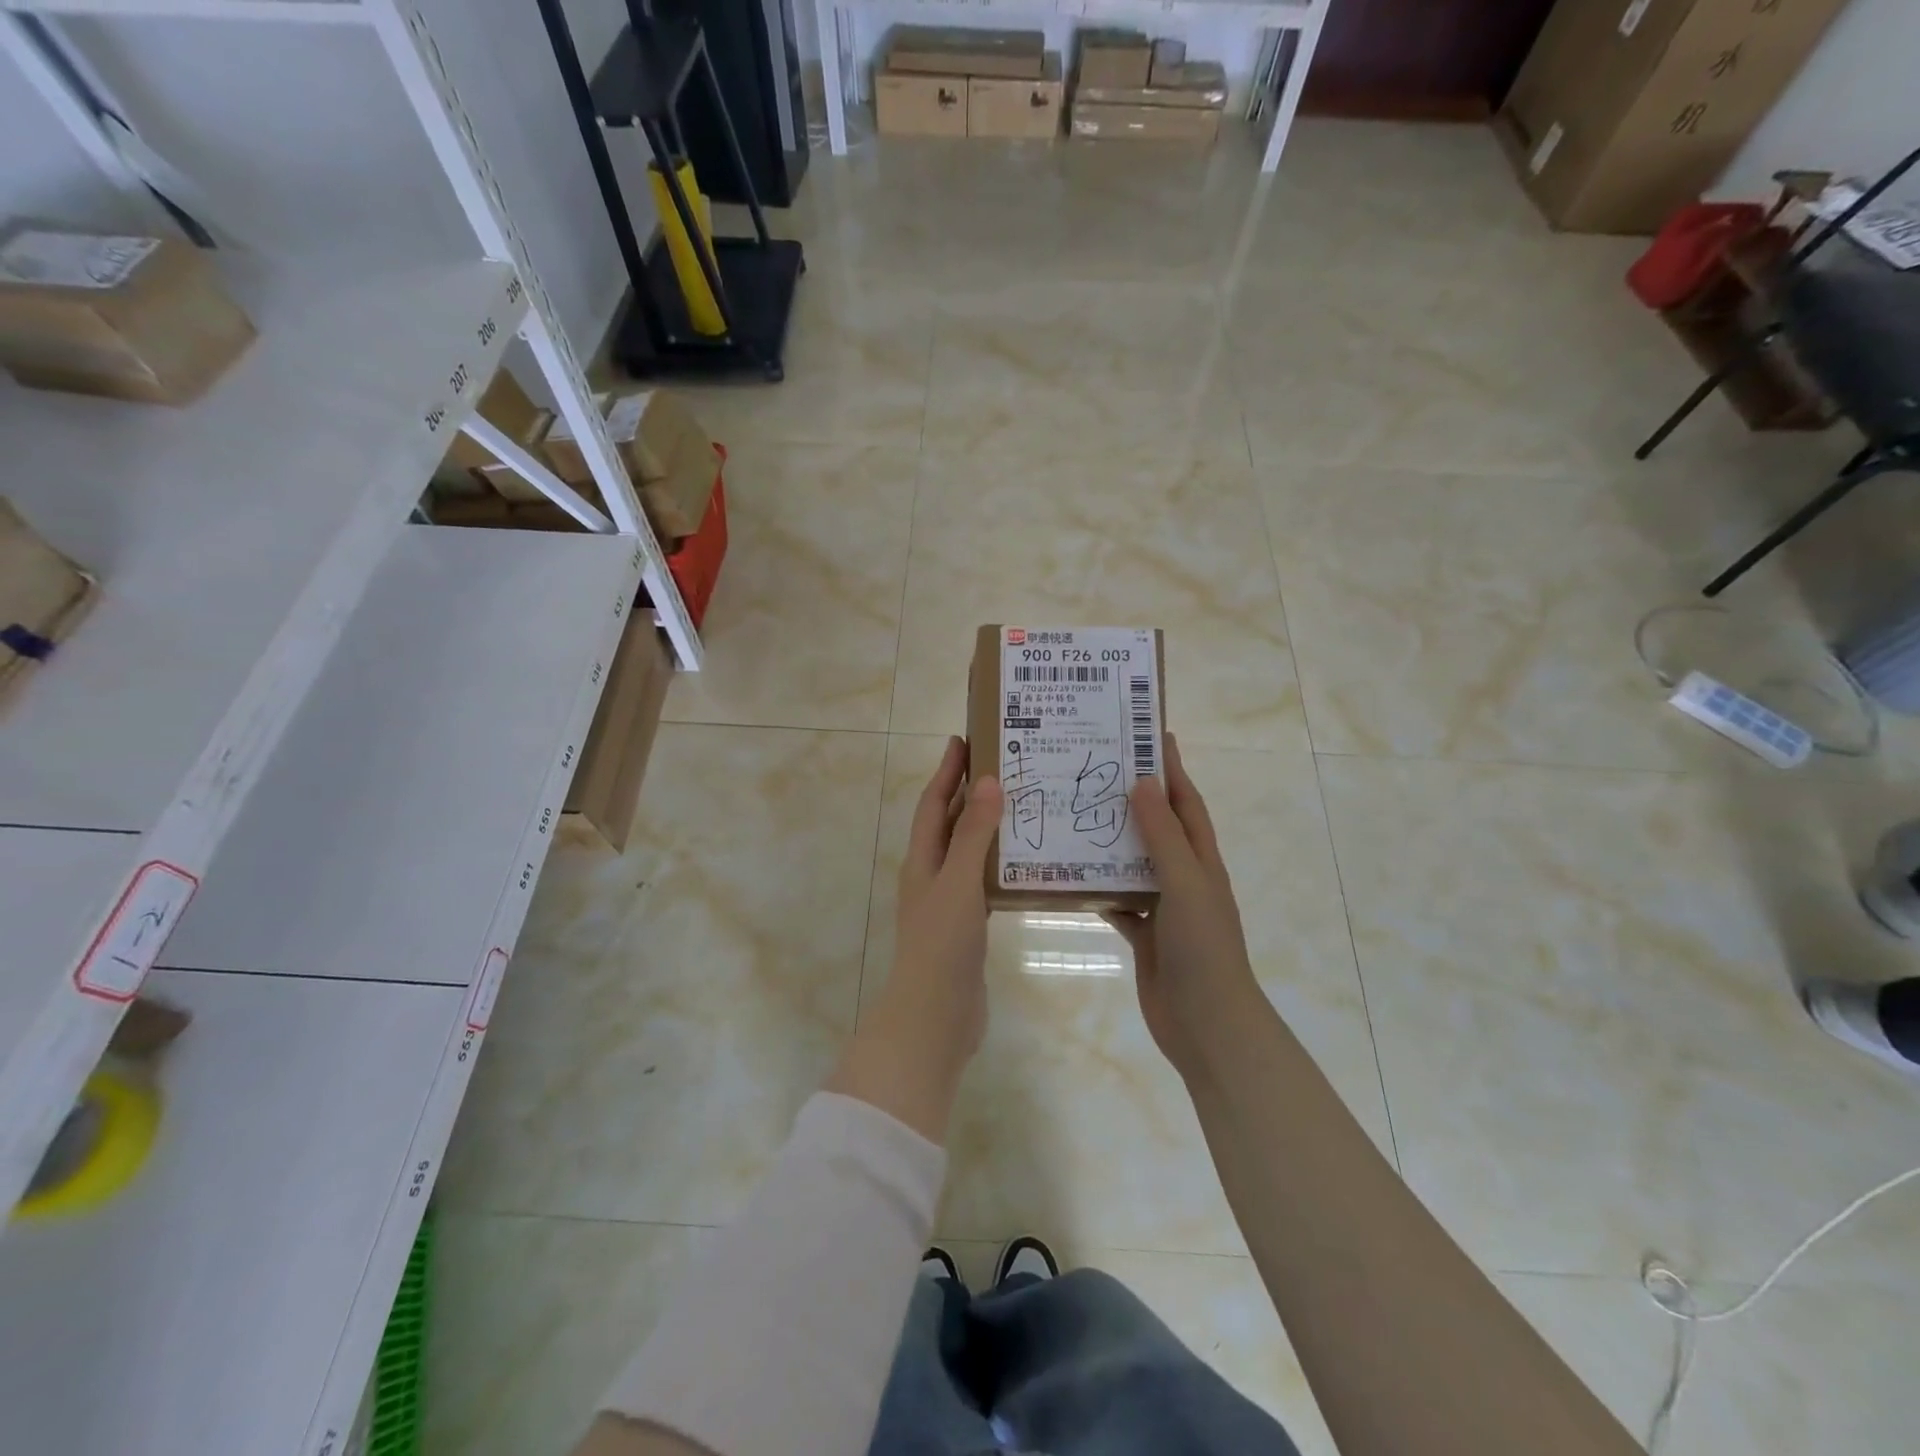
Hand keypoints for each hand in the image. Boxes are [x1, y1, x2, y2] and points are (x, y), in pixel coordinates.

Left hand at [827, 737, 1000, 1142]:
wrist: (935, 1017)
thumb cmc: (942, 944)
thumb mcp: (959, 882)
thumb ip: (974, 834)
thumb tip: (988, 780)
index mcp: (922, 860)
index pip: (933, 803)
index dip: (946, 771)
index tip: (964, 739)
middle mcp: (932, 874)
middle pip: (950, 824)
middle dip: (969, 793)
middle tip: (1004, 765)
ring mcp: (949, 902)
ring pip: (968, 851)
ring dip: (988, 826)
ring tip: (1022, 805)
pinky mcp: (968, 926)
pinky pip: (983, 881)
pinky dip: (999, 863)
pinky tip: (1026, 861)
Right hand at [1103, 736, 1260, 1080]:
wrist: (1207, 1024)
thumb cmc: (1203, 948)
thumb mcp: (1186, 883)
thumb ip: (1163, 835)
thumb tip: (1141, 783)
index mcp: (1201, 860)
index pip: (1185, 802)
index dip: (1171, 769)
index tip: (1149, 734)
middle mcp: (1183, 877)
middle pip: (1157, 828)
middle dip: (1133, 799)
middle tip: (1095, 770)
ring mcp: (1164, 907)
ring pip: (1133, 863)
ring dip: (1110, 842)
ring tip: (1074, 815)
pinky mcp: (1144, 934)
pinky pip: (1117, 901)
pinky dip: (1098, 888)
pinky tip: (1070, 875)